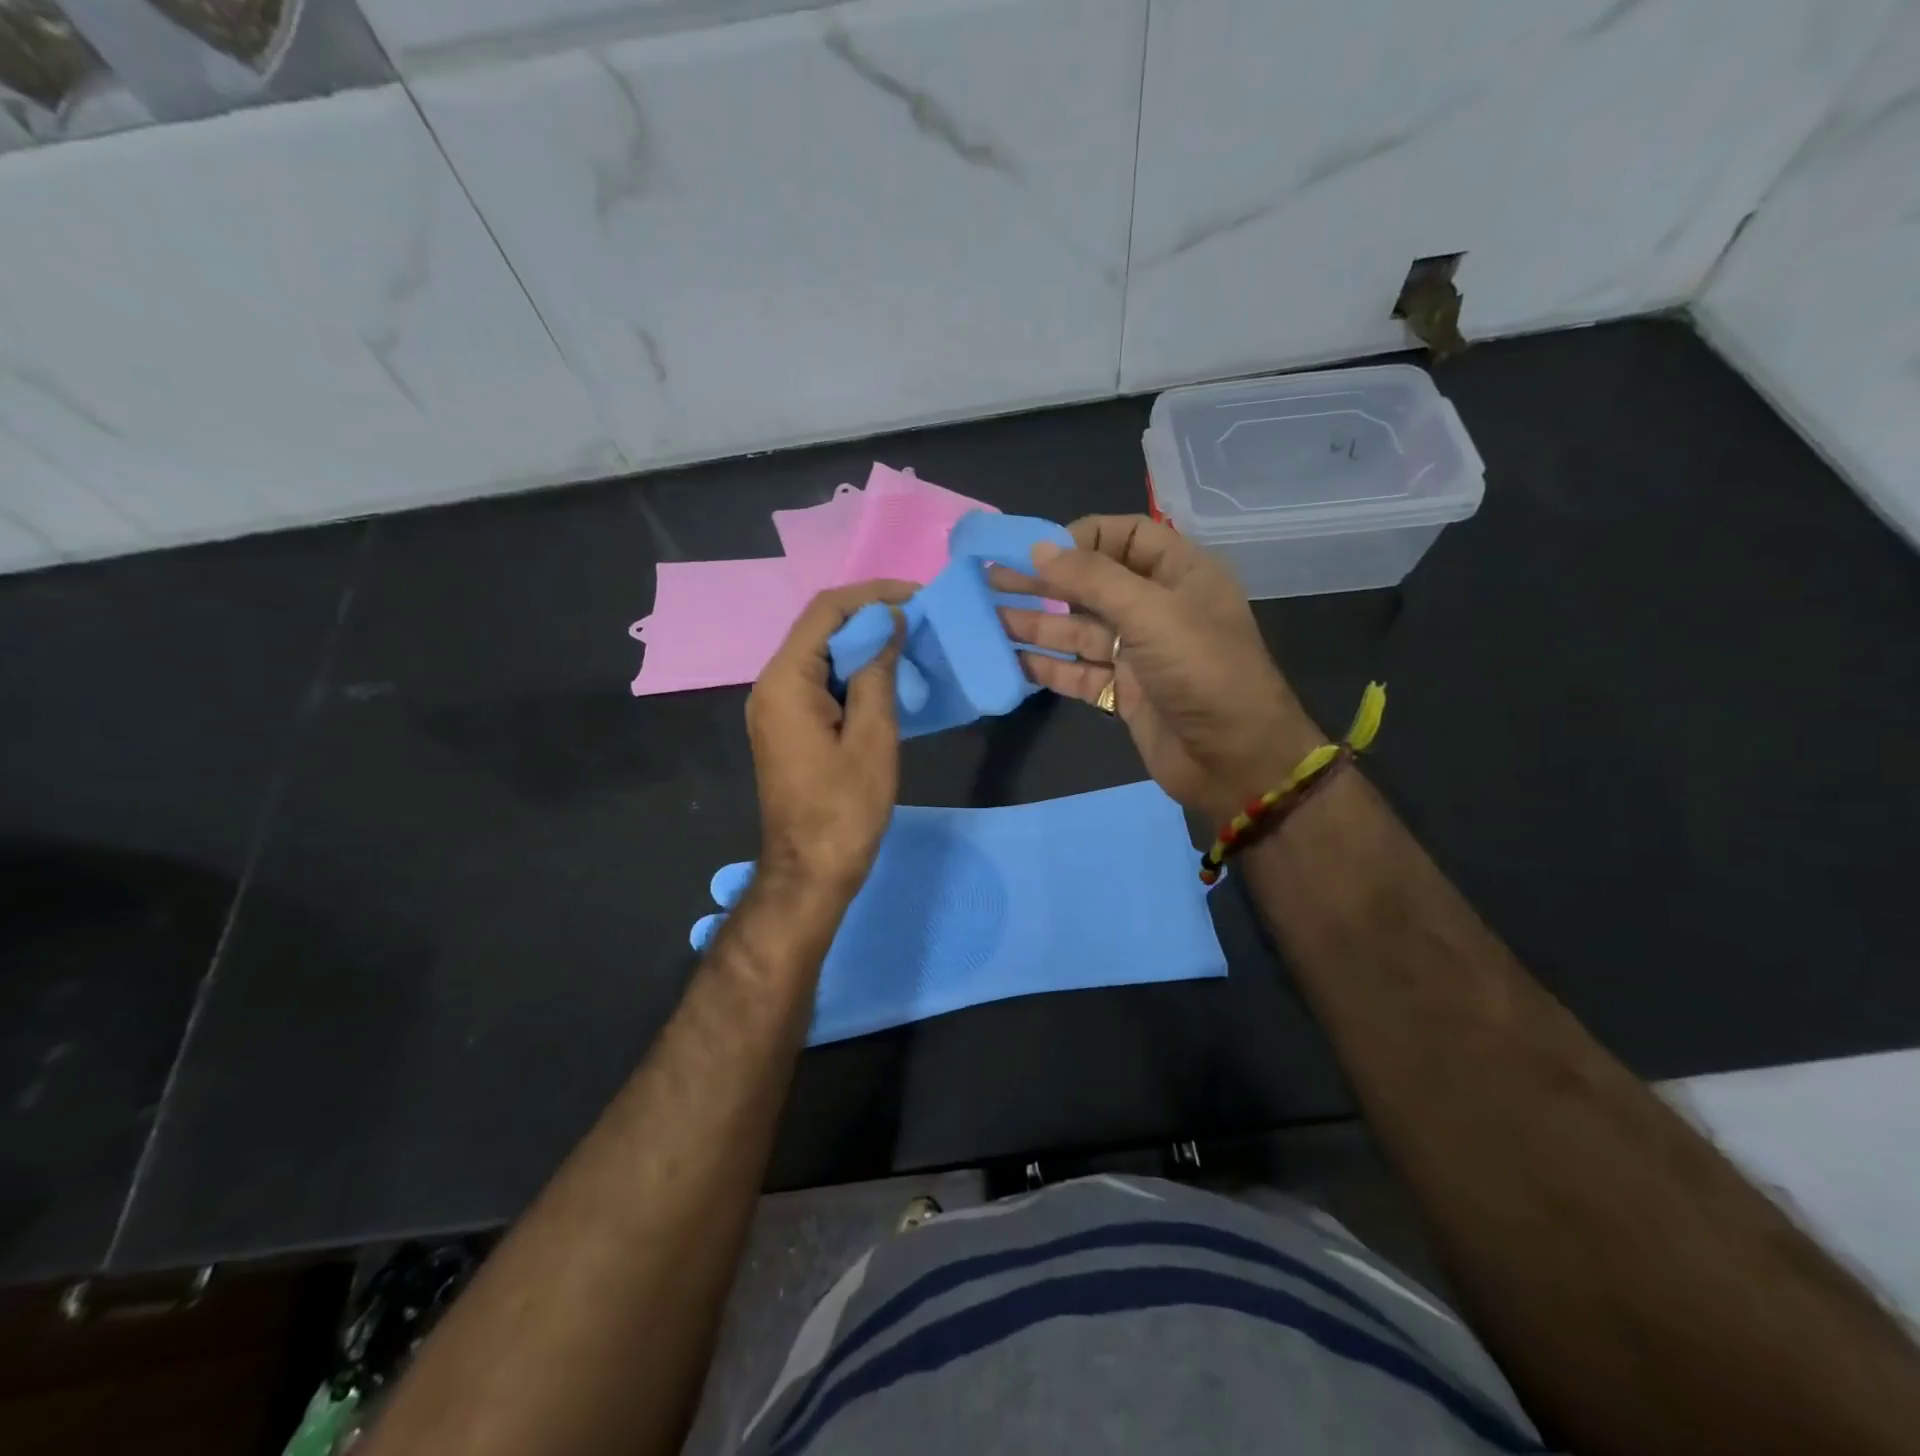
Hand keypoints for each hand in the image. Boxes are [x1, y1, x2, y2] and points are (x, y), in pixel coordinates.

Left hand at [746, 581, 914, 901]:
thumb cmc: (845, 808)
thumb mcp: (873, 736)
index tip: (917, 596)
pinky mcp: (787, 727)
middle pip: (819, 629)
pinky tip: (886, 679)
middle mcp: (771, 685)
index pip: (826, 611)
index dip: (872, 594)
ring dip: (862, 646)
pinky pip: (819, 683)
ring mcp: (775, 708)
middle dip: (869, 618)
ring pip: (820, 656)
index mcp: (786, 681)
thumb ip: (877, 673)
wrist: (811, 870)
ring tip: (910, 645)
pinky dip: (852, 674)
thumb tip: (888, 626)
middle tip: (920, 621)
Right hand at [1000, 515, 1321, 818]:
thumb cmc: (1203, 672)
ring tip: (987, 616)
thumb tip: (1039, 549)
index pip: (1124, 537)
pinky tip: (1009, 659)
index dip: (1080, 538)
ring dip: (1036, 623)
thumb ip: (1093, 578)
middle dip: (1044, 580)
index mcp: (1179, 574)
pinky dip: (1046, 665)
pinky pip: (1077, 671)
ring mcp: (1138, 653)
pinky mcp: (1123, 692)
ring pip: (1078, 630)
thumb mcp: (1152, 613)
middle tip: (990, 578)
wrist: (1235, 761)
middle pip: (1092, 584)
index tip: (1035, 550)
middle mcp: (1156, 608)